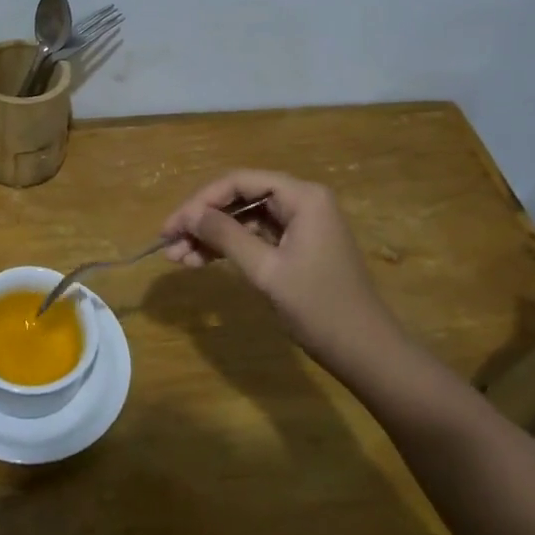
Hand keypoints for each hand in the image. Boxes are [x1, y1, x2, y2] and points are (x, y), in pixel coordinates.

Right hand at [159, 169, 391, 360]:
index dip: (200, 201)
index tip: (171, 227)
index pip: (239, 182)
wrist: (365, 352)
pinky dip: (227, 248)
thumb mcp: (267, 270)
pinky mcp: (296, 246)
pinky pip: (254, 236)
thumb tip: (189, 215)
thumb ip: (226, 236)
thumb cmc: (319, 308)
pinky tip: (200, 261)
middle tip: (169, 243)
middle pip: (239, 198)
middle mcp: (301, 201)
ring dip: (210, 236)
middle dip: (202, 219)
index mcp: (302, 197)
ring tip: (178, 258)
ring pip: (243, 219)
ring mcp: (300, 224)